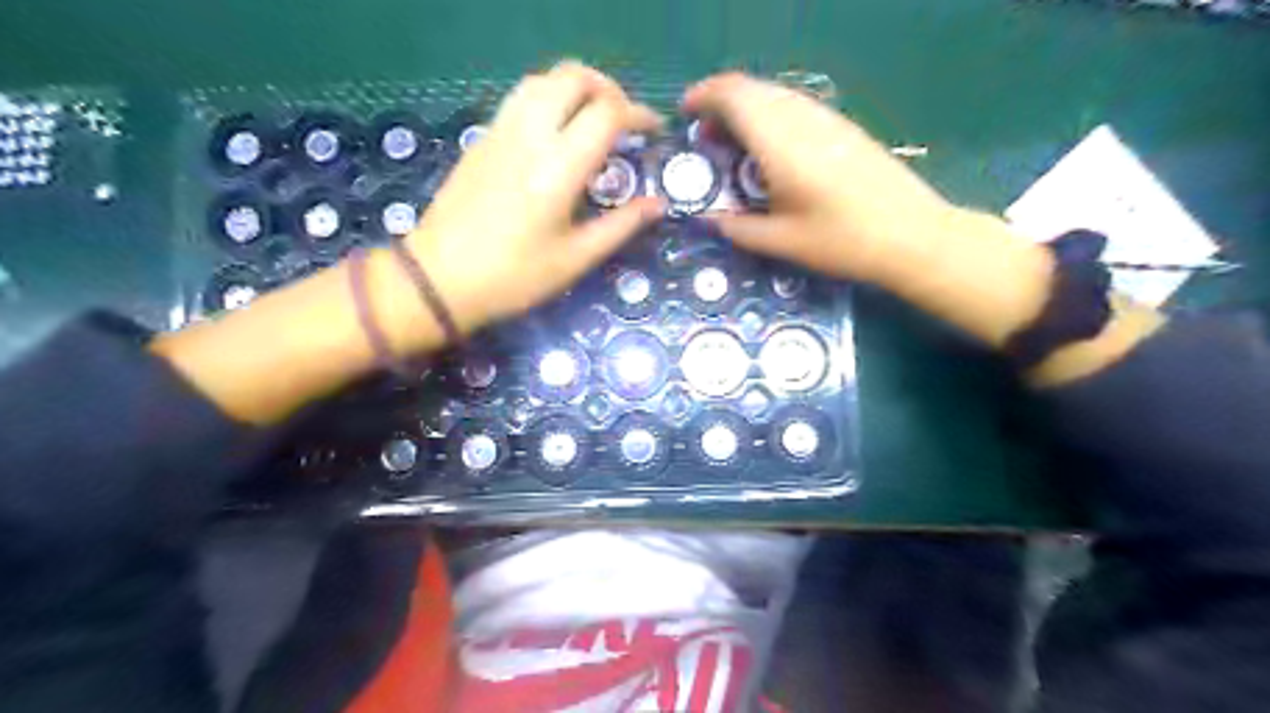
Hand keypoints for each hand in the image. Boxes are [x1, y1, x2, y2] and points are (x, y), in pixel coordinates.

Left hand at [405, 60, 664, 333]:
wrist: (439, 278)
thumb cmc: (514, 277)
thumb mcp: (575, 259)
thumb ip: (621, 226)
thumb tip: (658, 205)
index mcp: (558, 169)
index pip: (607, 113)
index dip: (639, 114)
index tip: (654, 131)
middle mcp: (529, 136)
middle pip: (574, 78)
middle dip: (609, 90)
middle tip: (624, 121)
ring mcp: (501, 131)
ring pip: (544, 79)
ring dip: (577, 88)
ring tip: (593, 120)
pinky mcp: (482, 138)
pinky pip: (522, 97)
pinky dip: (550, 98)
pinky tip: (557, 132)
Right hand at [678, 69, 958, 282]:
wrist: (913, 235)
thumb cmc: (841, 241)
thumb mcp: (781, 242)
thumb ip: (737, 227)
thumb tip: (710, 218)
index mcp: (780, 142)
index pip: (734, 95)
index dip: (703, 96)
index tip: (685, 114)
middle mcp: (802, 119)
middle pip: (753, 89)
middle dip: (721, 105)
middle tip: (706, 138)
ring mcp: (828, 120)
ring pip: (776, 96)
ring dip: (747, 111)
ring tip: (734, 146)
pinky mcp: (845, 128)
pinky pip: (797, 108)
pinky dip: (771, 118)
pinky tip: (771, 152)